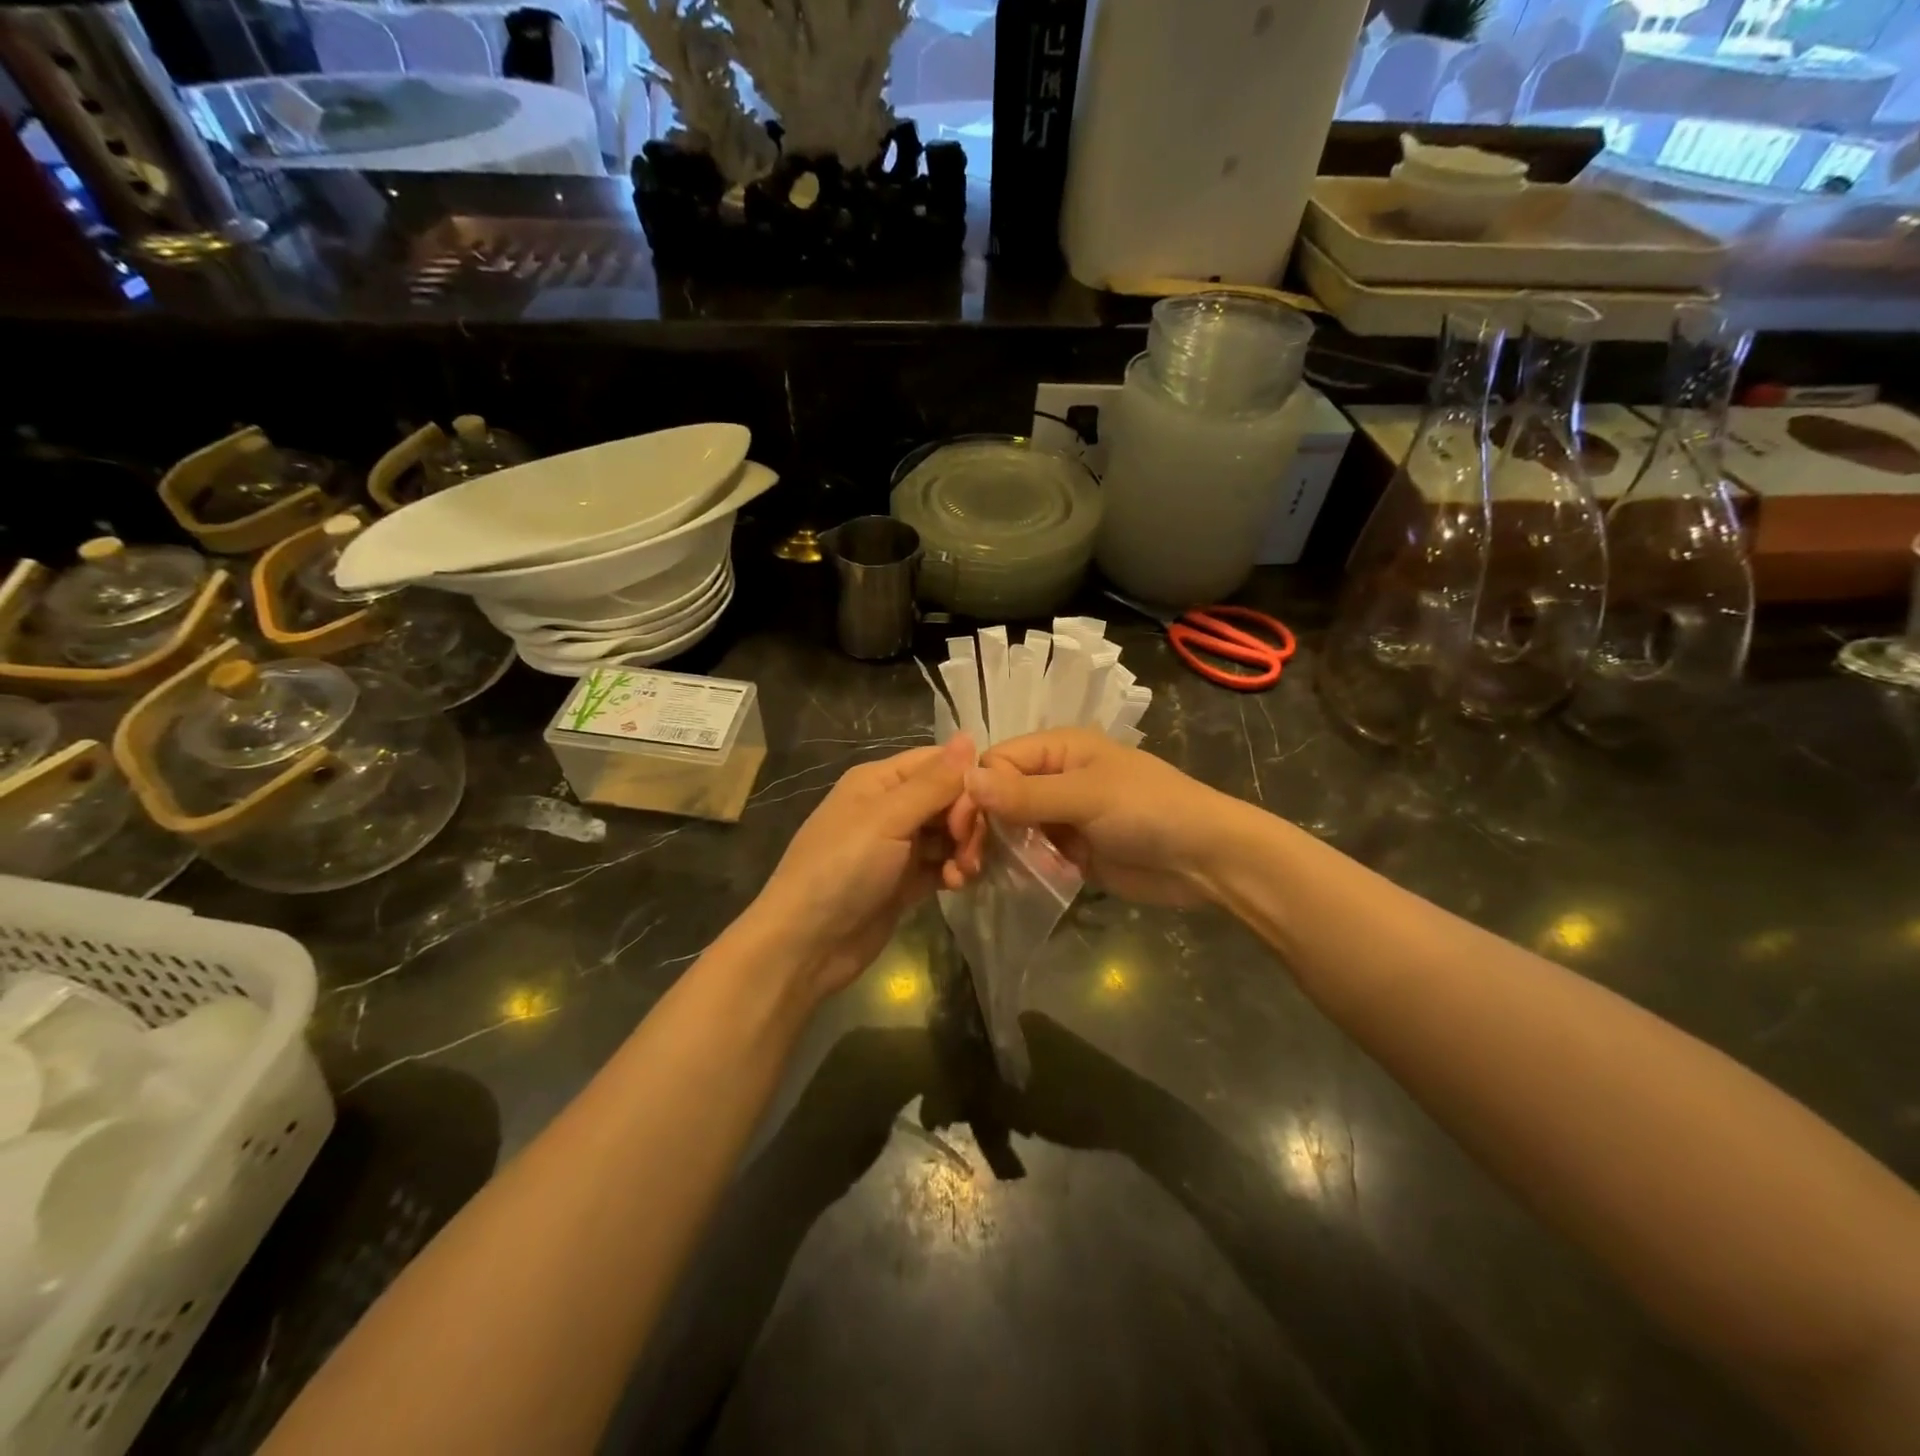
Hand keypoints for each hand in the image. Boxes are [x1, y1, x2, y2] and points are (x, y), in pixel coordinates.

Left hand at [751, 736, 976, 999]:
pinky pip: (942, 864)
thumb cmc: (842, 870)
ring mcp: (898, 846)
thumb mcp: (887, 819)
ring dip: (964, 849)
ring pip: (949, 834)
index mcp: (880, 780)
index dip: (965, 781)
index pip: (938, 762)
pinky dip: (953, 871)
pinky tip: (956, 886)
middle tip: (969, 850)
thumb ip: (933, 782)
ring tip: (963, 873)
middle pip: (948, 798)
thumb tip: (969, 736)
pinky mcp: (905, 881)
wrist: (805, 945)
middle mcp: (890, 807)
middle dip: (968, 821)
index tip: (980, 810)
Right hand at [956, 729, 1241, 907]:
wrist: (1205, 860)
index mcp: (1059, 748)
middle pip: (1000, 794)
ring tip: (978, 874)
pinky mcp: (1070, 849)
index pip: (998, 761)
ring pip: (1012, 825)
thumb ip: (1027, 794)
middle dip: (982, 823)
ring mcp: (1063, 815)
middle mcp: (1055, 777)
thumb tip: (966, 780)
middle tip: (967, 860)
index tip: (962, 828)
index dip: (975, 791)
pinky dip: (1019, 865)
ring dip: (997, 847)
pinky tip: (1006, 881)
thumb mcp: (1087, 796)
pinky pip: (1032, 852)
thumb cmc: (1149, 811)